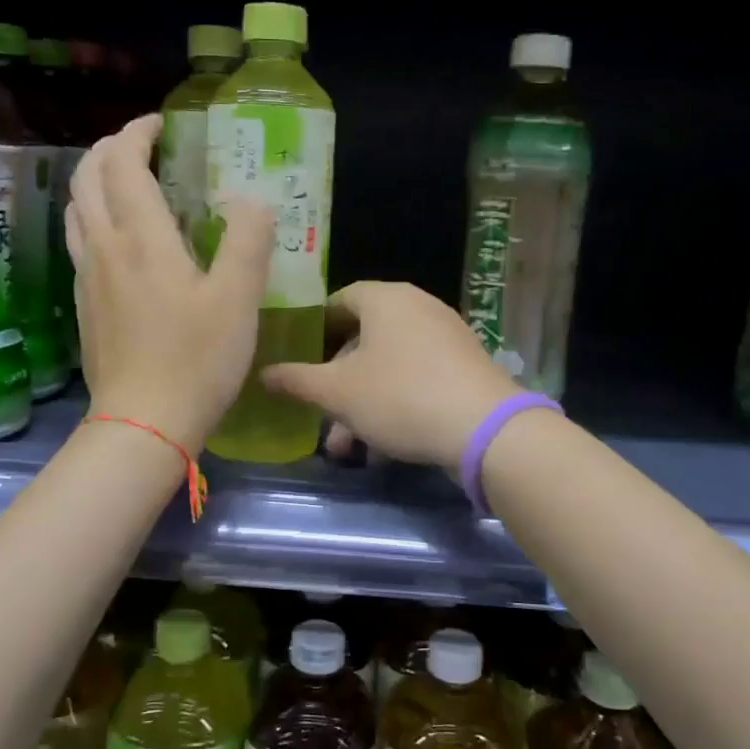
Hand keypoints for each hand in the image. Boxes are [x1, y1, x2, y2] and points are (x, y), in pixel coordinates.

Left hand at [65, 115, 271, 452]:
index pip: (123, 163)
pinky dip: (94, 218)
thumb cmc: (196, 360)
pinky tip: (121, 241)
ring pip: (76, 210)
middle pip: (87, 178)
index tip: (161, 124)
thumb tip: (249, 200)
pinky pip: (80, 242)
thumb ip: (248, 240)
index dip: (137, 133)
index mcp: (141, 238)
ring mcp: (87, 278)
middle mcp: (104, 248)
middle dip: (109, 149)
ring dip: (95, 182)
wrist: (142, 423)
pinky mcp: (84, 306)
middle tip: (142, 146)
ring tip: (126, 183)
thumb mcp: (239, 299)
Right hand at [262, 282, 519, 469]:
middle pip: (364, 340)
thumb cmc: (400, 397)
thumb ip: (297, 380)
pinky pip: (417, 379)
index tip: (297, 359)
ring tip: (349, 449)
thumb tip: (264, 372)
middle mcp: (418, 307)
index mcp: (385, 299)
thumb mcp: (338, 392)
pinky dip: (395, 405)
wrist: (485, 429)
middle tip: (321, 417)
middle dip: (337, 384)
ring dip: (362, 405)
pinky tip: (383, 449)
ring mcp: (446, 337)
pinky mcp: (464, 367)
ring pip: (388, 367)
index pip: (339, 300)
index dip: (314, 328)